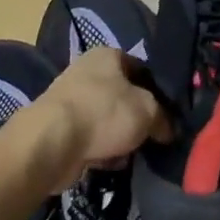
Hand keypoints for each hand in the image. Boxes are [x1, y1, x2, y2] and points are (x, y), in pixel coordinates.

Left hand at [26, 47, 172, 193]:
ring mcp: (71, 99)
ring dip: (119, 137)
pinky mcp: (60, 128)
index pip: (142, 68)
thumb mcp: (147, 111)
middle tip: (153, 136)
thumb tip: (168, 129)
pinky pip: (91, 138)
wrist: (51, 143)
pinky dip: (102, 150)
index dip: (158, 91)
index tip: (168, 113)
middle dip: (137, 117)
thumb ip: (163, 118)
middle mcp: (88, 71)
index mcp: (108, 55)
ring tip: (133, 154)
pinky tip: (111, 164)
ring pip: (107, 119)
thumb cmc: (104, 113)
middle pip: (124, 95)